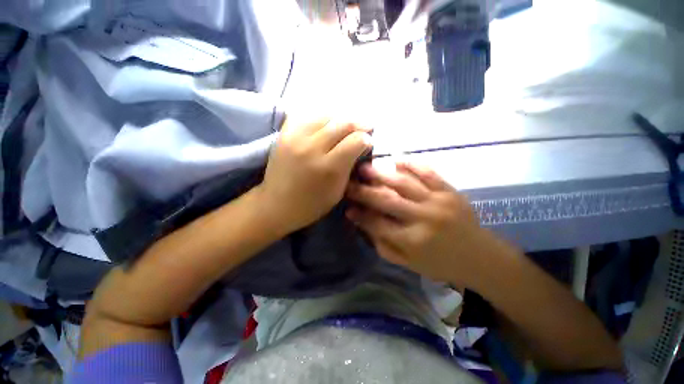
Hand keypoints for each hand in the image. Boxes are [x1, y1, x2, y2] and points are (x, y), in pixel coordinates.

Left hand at [258, 116, 371, 234]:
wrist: (276, 204)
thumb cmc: (312, 204)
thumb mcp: (338, 191)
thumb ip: (350, 166)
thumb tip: (360, 146)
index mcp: (328, 168)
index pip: (356, 141)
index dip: (366, 140)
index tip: (368, 143)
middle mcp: (312, 148)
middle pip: (343, 123)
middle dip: (359, 124)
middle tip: (364, 129)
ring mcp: (295, 138)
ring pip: (326, 114)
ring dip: (341, 118)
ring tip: (345, 126)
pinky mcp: (284, 134)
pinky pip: (306, 115)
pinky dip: (320, 117)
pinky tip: (325, 125)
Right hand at [346, 162, 500, 287]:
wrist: (482, 258)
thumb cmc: (442, 264)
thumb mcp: (409, 264)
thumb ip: (383, 245)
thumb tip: (363, 223)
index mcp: (412, 241)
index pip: (377, 224)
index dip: (360, 215)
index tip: (347, 207)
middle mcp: (423, 218)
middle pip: (386, 200)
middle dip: (363, 191)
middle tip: (349, 183)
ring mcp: (438, 201)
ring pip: (403, 183)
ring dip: (381, 174)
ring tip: (365, 168)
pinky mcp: (450, 191)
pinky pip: (428, 173)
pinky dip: (411, 164)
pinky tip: (396, 160)